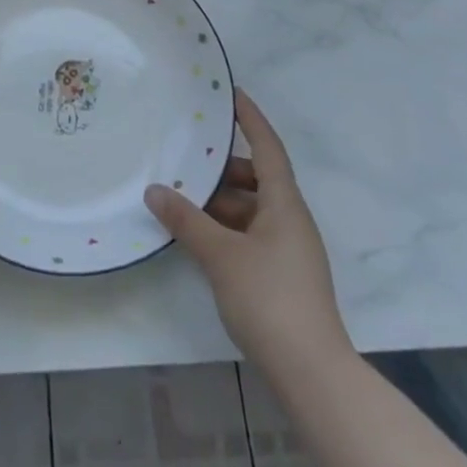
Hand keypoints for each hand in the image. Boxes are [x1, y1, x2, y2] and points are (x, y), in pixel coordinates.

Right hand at [145, 90, 353, 374]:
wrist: (312, 373)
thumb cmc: (269, 299)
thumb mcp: (221, 255)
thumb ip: (186, 220)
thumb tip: (154, 189)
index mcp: (285, 204)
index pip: (268, 147)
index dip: (251, 119)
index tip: (232, 94)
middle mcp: (292, 220)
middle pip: (259, 178)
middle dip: (225, 169)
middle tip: (188, 163)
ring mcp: (290, 250)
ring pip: (254, 209)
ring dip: (223, 202)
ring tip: (185, 203)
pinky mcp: (284, 275)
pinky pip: (253, 234)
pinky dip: (228, 228)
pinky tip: (201, 239)